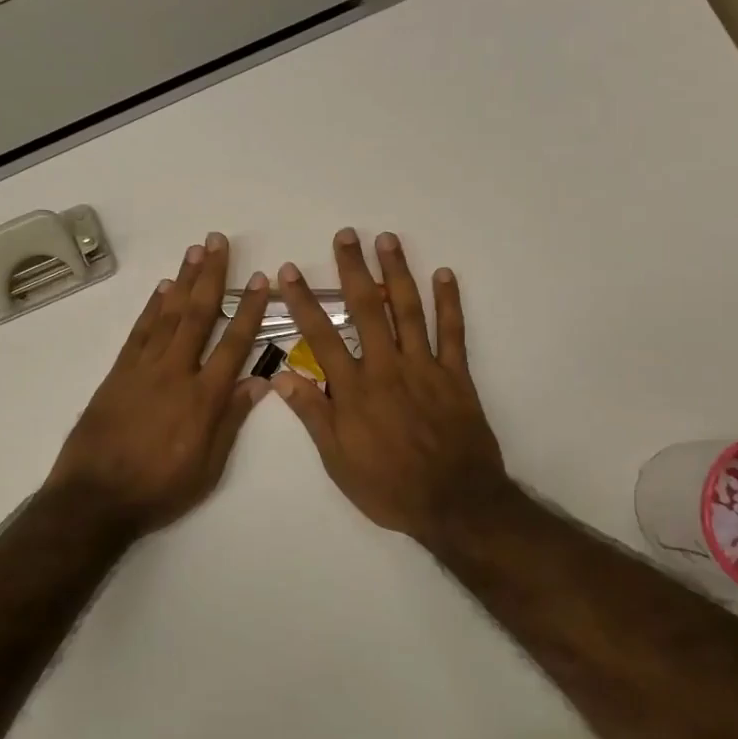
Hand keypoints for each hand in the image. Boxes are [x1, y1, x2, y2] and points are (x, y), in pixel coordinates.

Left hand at [46, 232, 272, 539]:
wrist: (95, 498)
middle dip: (211, 276)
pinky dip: (151, 308)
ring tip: (195, 251)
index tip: (260, 280)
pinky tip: (162, 289)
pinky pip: (139, 332)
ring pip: (167, 315)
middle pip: (197, 315)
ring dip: (183, 281)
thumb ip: (231, 421)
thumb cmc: (159, 489)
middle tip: (218, 241)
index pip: (234, 344)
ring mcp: (143, 369)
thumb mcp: (208, 467)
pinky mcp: (118, 373)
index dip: (249, 310)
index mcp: (203, 398)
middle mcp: (175, 373)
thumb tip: (259, 382)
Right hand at [273, 229, 516, 545]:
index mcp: (354, 389)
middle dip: (353, 270)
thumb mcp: (338, 460)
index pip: (321, 336)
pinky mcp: (456, 375)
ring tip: (388, 240)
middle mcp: (387, 368)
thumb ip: (313, 414)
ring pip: (408, 310)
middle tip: (346, 235)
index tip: (289, 272)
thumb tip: (281, 375)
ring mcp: (424, 367)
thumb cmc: (388, 486)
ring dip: (397, 272)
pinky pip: (453, 333)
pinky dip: (450, 302)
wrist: (454, 503)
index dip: (303, 301)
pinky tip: (445, 275)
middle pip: (366, 310)